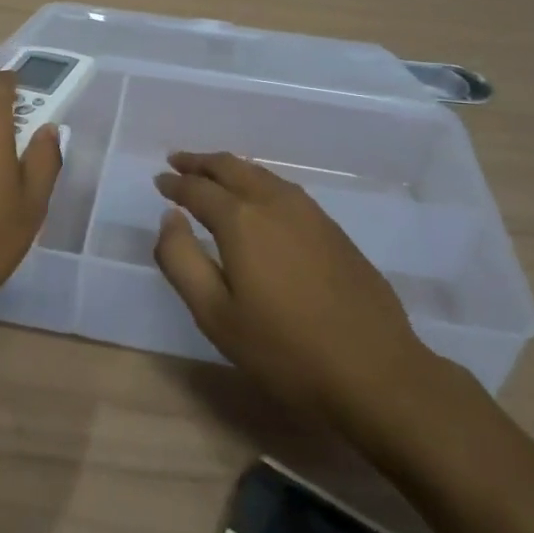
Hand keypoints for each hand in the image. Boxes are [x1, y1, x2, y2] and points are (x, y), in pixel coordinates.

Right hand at [154, 152, 434, 433]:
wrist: (375, 371)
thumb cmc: (284, 350)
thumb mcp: (216, 315)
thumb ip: (181, 261)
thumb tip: (169, 218)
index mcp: (241, 220)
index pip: (198, 189)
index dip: (175, 184)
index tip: (159, 181)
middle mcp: (274, 202)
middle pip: (231, 167)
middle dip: (201, 162)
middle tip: (178, 161)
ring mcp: (309, 212)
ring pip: (260, 174)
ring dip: (230, 168)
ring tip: (212, 174)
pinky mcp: (332, 228)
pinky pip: (283, 188)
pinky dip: (257, 182)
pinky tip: (257, 198)